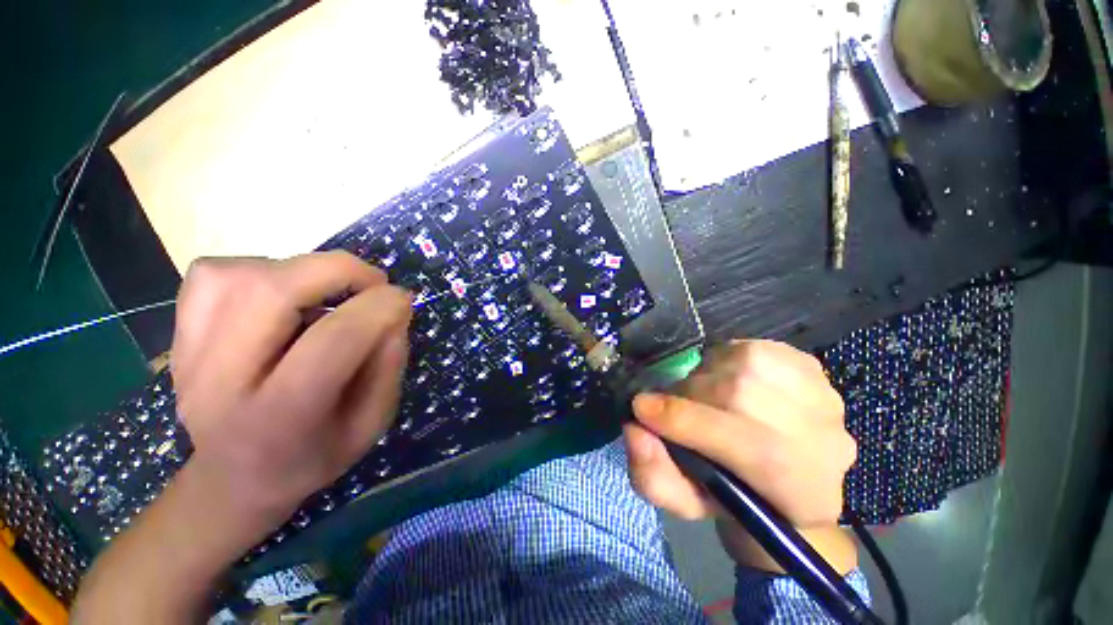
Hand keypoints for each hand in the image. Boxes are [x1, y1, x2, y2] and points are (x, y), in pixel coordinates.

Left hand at [171, 251, 411, 534]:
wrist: (233, 480)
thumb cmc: (311, 457)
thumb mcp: (371, 425)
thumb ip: (389, 367)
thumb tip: (394, 313)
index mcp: (281, 417)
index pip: (333, 340)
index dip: (379, 307)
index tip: (404, 301)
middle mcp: (221, 381)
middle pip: (272, 291)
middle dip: (339, 271)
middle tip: (373, 283)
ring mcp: (188, 355)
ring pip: (241, 274)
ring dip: (302, 271)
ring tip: (327, 293)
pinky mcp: (178, 335)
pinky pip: (213, 275)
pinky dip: (260, 270)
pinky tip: (282, 296)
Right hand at [623, 340, 857, 572]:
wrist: (787, 476)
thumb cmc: (732, 493)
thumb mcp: (685, 501)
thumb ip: (654, 477)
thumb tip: (636, 430)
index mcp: (798, 492)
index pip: (745, 446)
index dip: (683, 421)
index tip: (641, 409)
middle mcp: (824, 442)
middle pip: (738, 395)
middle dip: (690, 395)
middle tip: (678, 405)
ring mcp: (823, 397)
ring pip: (742, 363)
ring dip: (707, 375)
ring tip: (705, 394)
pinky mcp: (812, 366)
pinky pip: (752, 347)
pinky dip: (726, 359)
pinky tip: (729, 379)